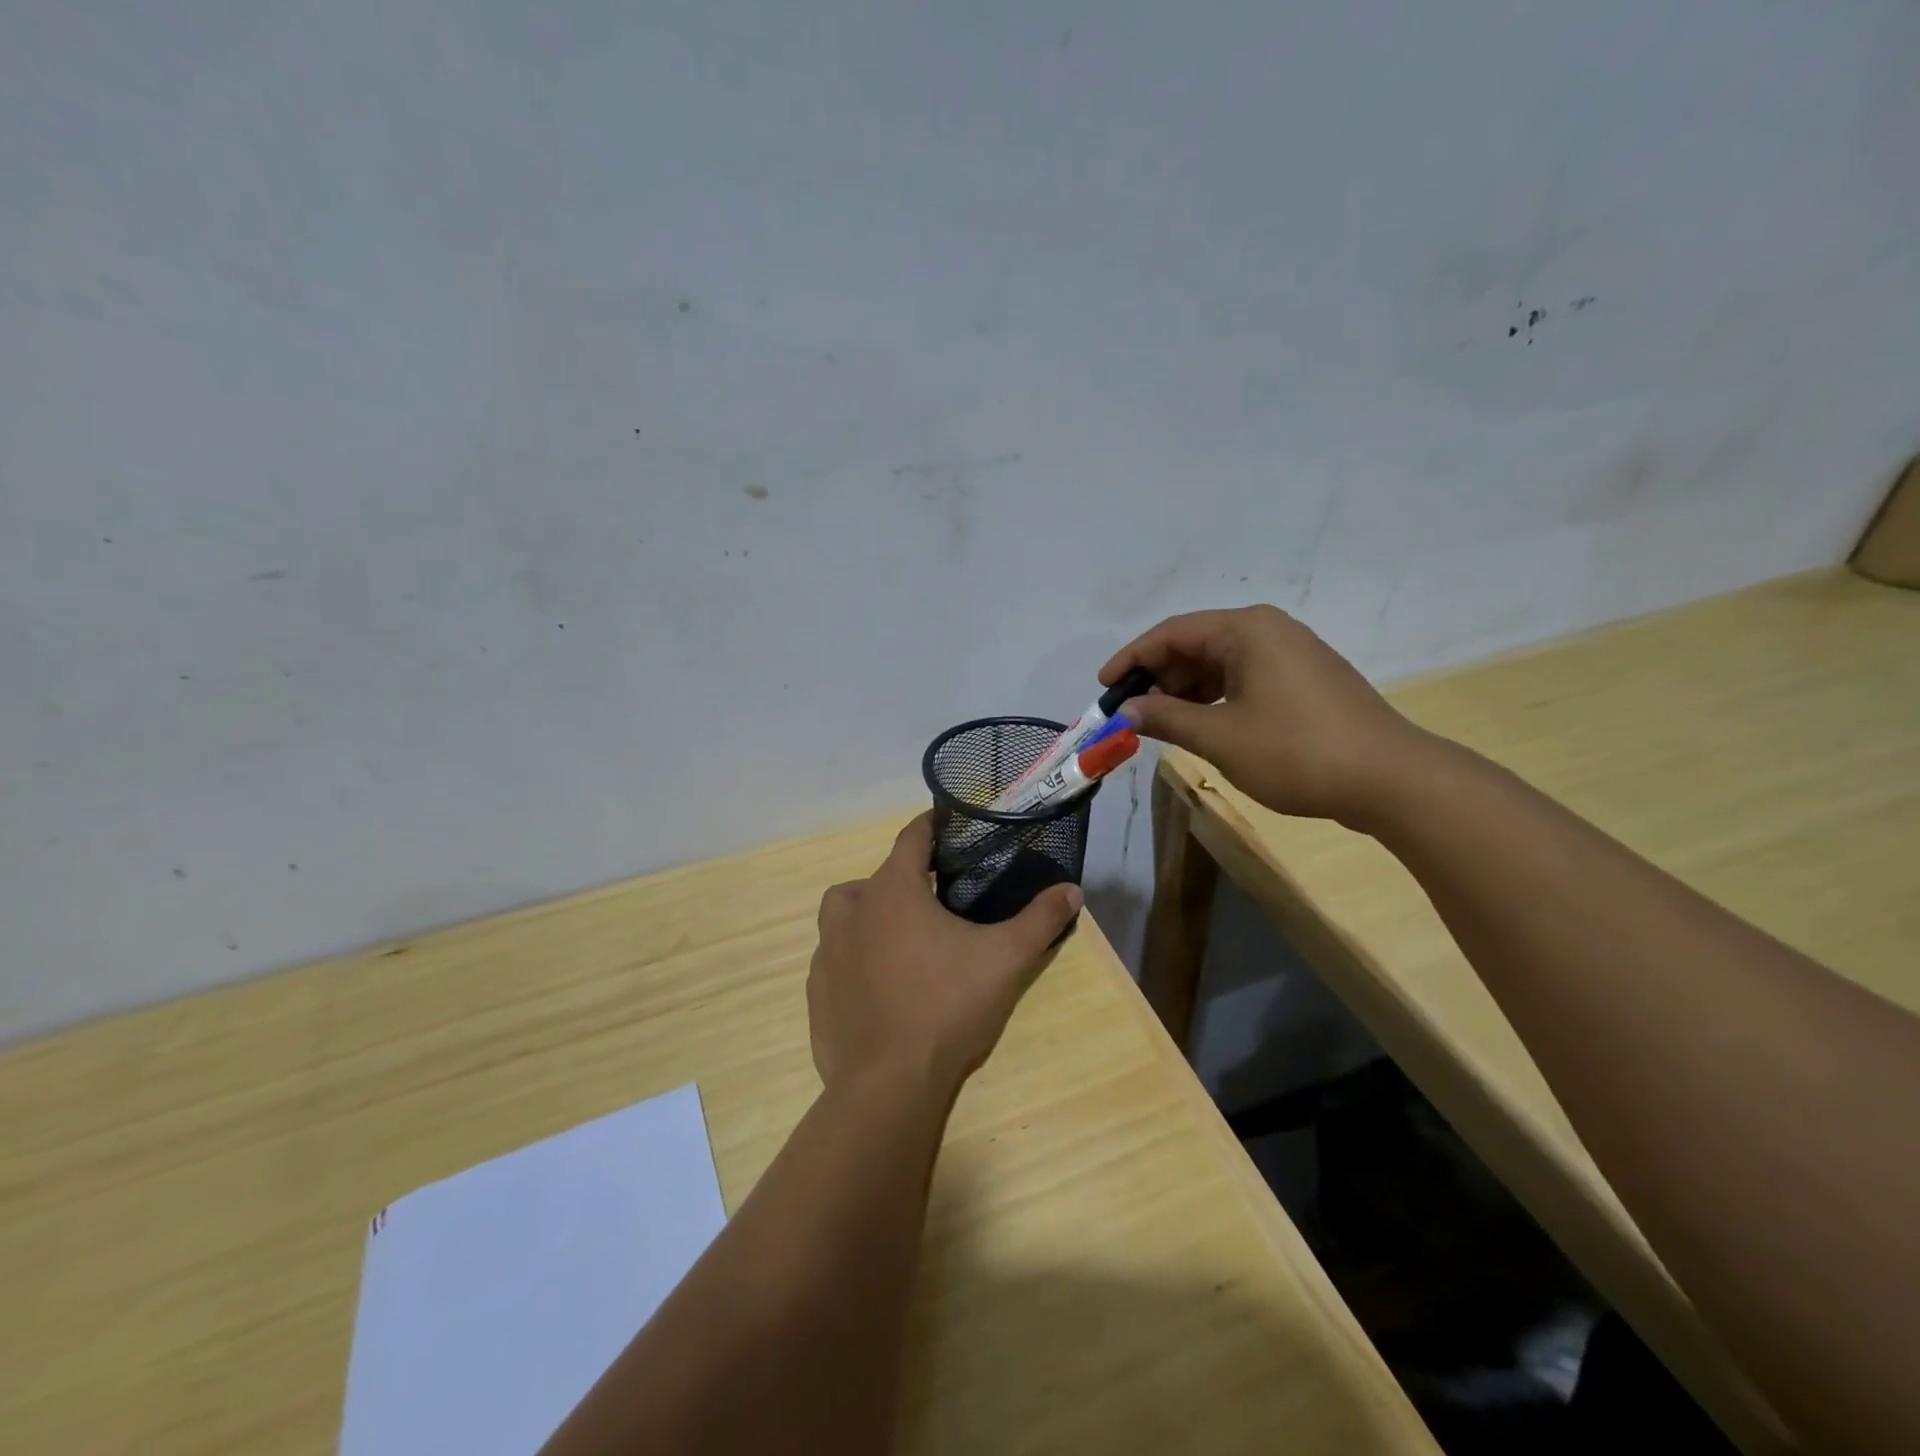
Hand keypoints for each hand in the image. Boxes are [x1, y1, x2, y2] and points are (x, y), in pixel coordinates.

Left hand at [807, 814, 1082, 1096]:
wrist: (888, 1084)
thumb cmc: (947, 1007)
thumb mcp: (1006, 959)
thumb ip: (1040, 919)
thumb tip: (1072, 890)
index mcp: (893, 889)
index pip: (912, 836)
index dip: (933, 826)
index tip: (951, 827)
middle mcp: (853, 909)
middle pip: (880, 875)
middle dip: (908, 879)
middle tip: (940, 900)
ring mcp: (828, 949)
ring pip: (847, 911)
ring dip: (871, 912)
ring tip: (904, 937)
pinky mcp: (817, 989)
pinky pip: (836, 955)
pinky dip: (855, 956)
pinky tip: (880, 983)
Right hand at [1100, 605, 1423, 825]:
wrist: (1390, 779)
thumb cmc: (1296, 751)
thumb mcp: (1220, 736)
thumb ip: (1166, 717)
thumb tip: (1125, 711)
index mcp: (1246, 629)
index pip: (1172, 633)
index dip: (1132, 659)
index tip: (1103, 687)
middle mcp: (1268, 630)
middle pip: (1196, 645)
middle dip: (1159, 678)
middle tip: (1131, 713)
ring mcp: (1291, 654)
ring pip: (1219, 663)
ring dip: (1185, 691)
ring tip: (1161, 724)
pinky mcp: (1304, 680)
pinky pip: (1244, 678)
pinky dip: (1214, 698)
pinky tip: (1201, 725)